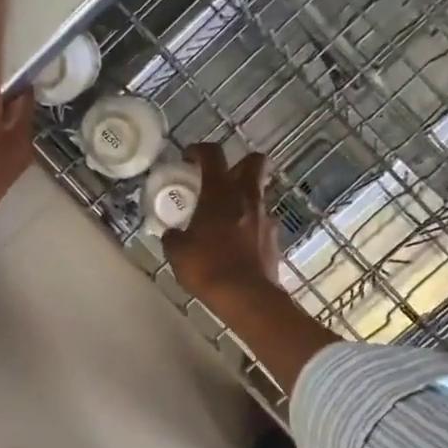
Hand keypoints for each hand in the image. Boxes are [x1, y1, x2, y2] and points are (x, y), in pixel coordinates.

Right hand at [163, 143, 338, 394]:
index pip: (212, 155)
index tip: (189, 158)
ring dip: (244, 198)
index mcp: (220, 192)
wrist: (247, 297)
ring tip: (225, 217)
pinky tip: (236, 243)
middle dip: (240, 163)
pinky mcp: (274, 238)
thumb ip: (173, 237)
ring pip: (258, 193)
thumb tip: (172, 234)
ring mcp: (265, 217)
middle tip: (221, 179)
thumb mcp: (177, 252)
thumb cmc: (207, 267)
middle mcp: (247, 197)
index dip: (199, 150)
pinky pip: (261, 221)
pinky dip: (250, 224)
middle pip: (254, 162)